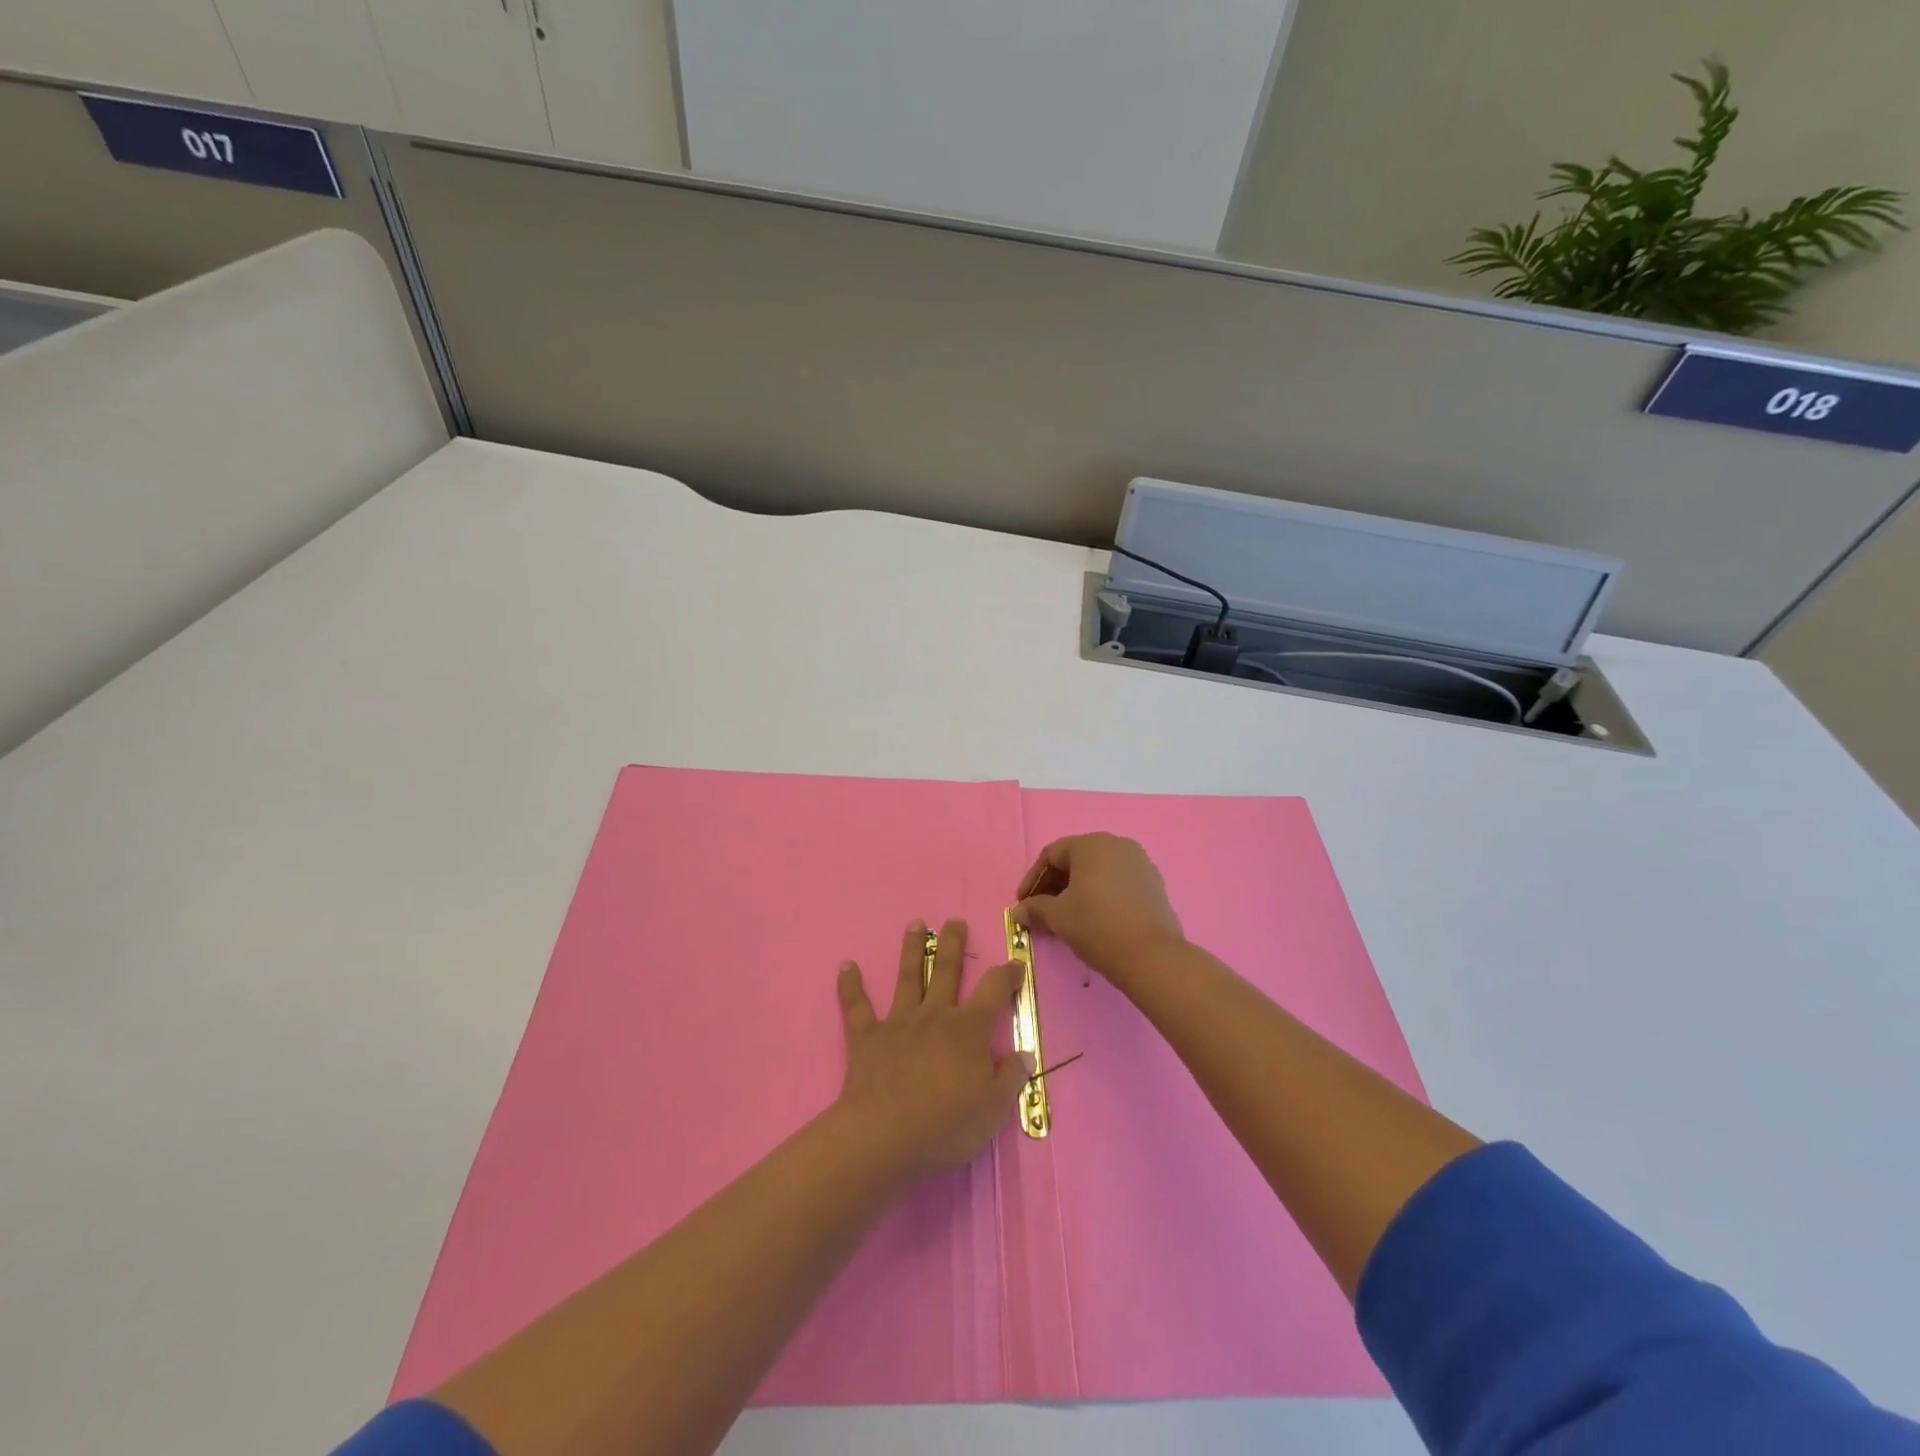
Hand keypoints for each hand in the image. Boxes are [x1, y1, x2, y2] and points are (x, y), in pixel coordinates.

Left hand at [834, 919, 1031, 1179]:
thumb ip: (1010, 1077)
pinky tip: (845, 966)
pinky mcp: (868, 1037)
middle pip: (946, 970)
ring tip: (915, 925)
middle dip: (953, 944)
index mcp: (969, 1030)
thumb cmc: (946, 1126)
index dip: (1008, 973)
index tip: (1016, 962)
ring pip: (908, 977)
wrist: (884, 1137)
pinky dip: (850, 986)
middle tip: (954, 921)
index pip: (994, 990)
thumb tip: (1022, 1053)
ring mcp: (899, 1023)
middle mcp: (935, 1015)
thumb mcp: (994, 1109)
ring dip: (911, 950)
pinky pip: (857, 1007)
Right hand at [1014, 833, 1185, 985]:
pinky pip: (1119, 883)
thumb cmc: (1096, 925)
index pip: (1052, 854)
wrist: (1150, 955)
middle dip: (1055, 885)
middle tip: (1042, 910)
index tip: (1023, 903)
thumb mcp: (1058, 916)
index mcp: (1091, 844)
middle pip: (1076, 859)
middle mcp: (1117, 844)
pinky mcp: (1155, 884)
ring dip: (1078, 890)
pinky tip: (1095, 919)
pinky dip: (1102, 895)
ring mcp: (1140, 863)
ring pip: (1099, 871)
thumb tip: (1019, 911)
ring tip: (1067, 917)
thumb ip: (1035, 908)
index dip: (1032, 879)